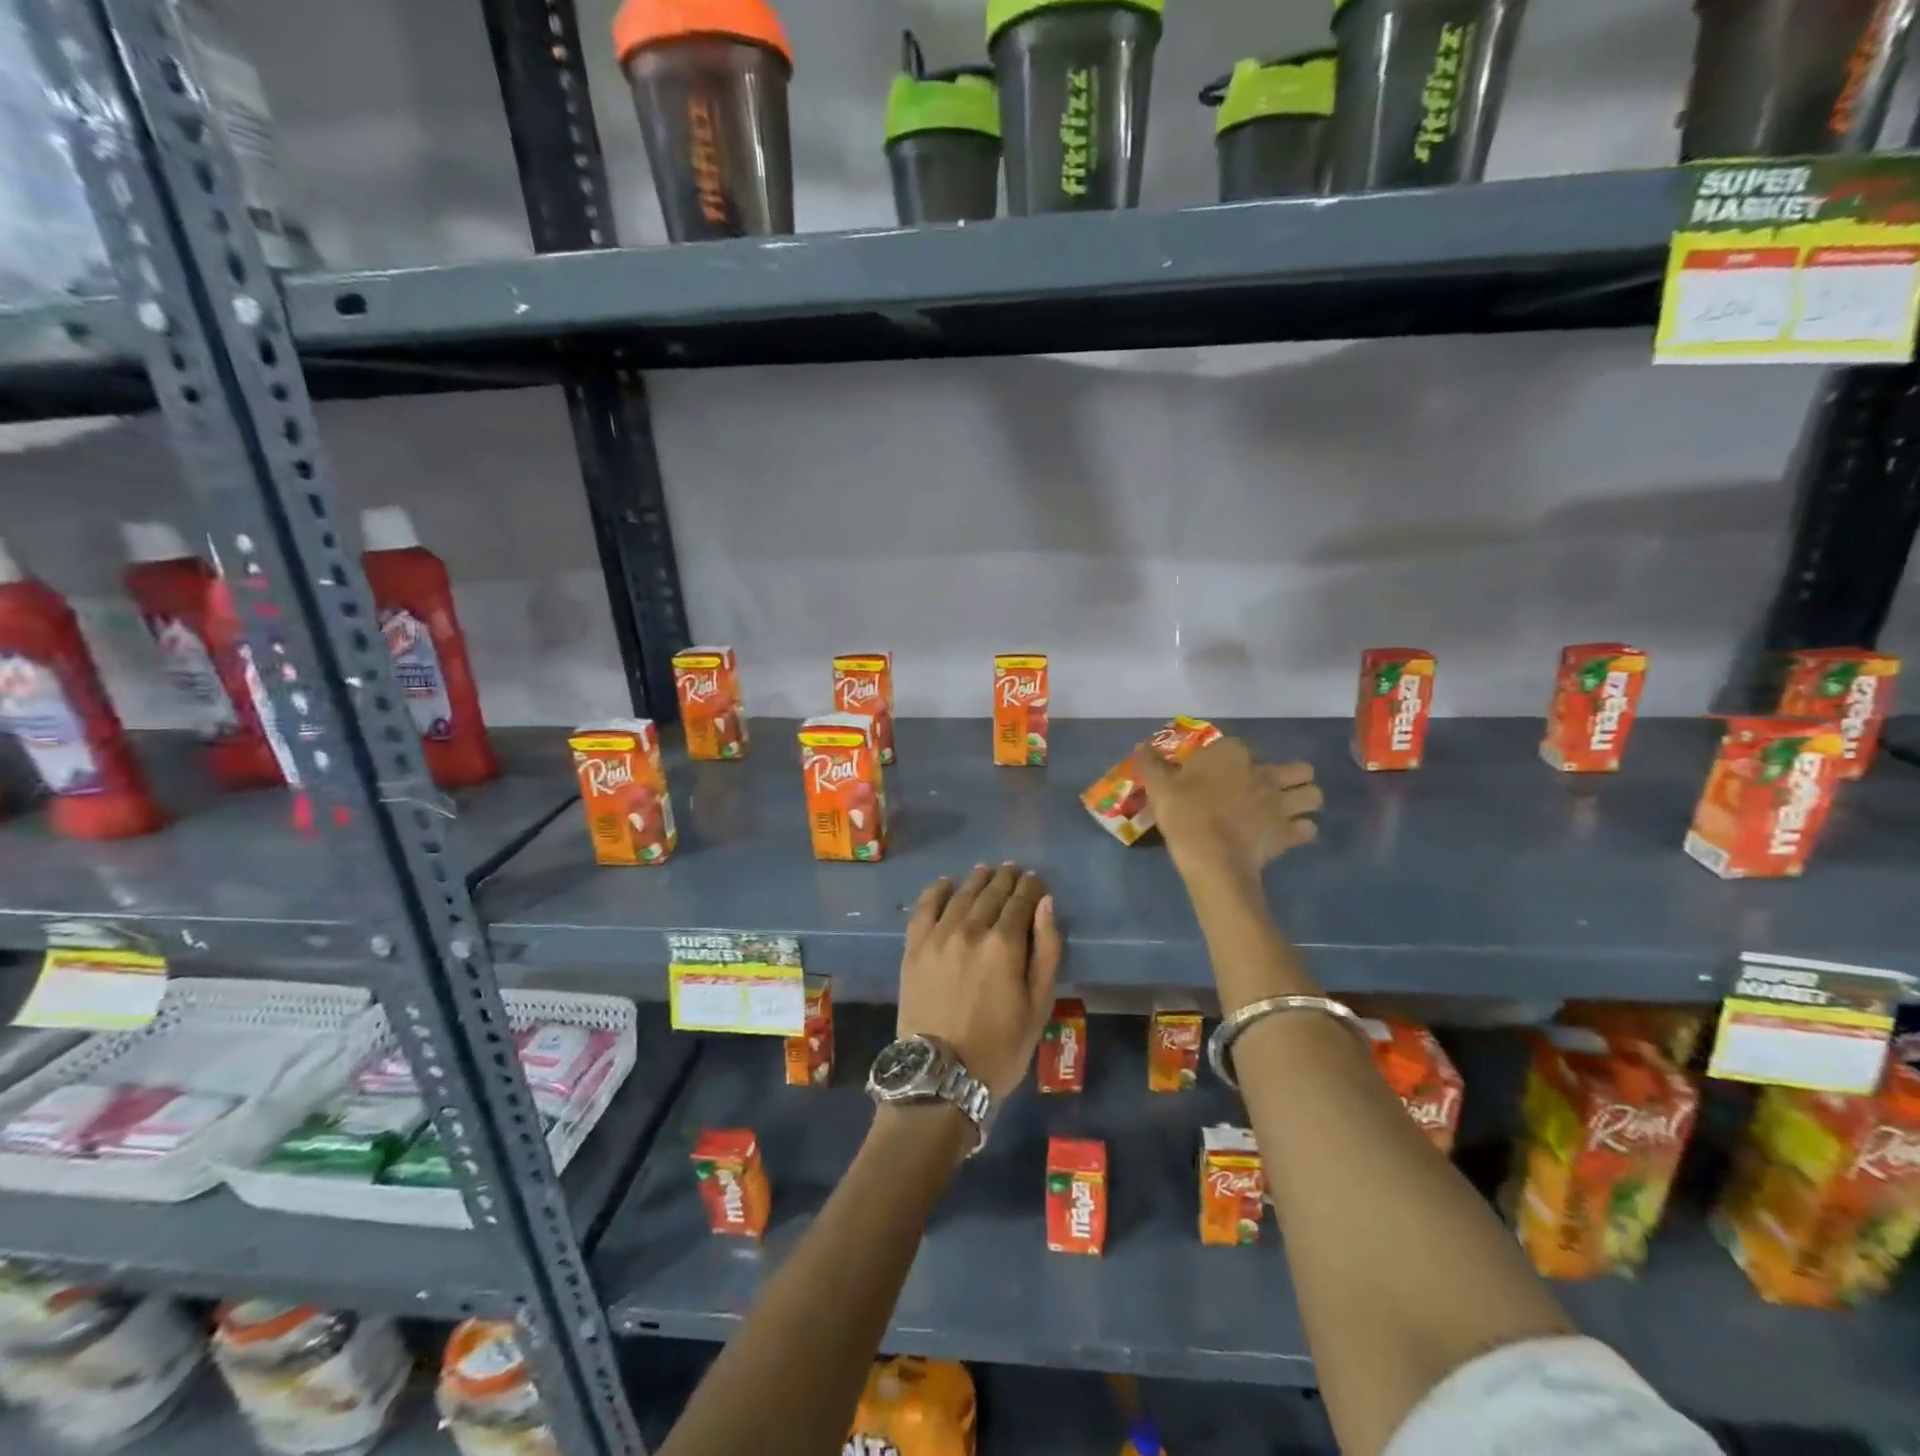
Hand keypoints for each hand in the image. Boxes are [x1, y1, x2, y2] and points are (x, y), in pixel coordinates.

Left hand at [897, 864, 1062, 1104]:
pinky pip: (924, 908)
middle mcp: (971, 929)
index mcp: (1005, 944)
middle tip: (1013, 871)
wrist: (941, 1076)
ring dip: (976, 881)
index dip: (1030, 887)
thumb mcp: (1039, 1005)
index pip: (1021, 902)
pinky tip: (945, 884)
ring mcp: (938, 936)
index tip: (1035, 880)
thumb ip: (1047, 950)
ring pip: (961, 896)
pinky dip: (936, 891)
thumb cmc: (1001, 1047)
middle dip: (1006, 880)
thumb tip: (1046, 904)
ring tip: (985, 871)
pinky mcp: (914, 947)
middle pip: (991, 894)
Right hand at [1134, 735, 1320, 880]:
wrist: (1210, 855)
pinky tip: (1285, 836)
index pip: (1240, 747)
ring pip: (1314, 795)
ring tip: (1286, 811)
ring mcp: (1281, 803)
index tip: (1216, 772)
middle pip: (1298, 769)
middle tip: (1270, 789)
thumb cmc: (1184, 814)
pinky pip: (1308, 830)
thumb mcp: (1159, 787)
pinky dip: (1301, 832)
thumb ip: (1151, 765)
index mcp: (1232, 755)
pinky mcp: (1289, 832)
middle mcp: (1264, 773)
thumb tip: (1141, 747)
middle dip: (1291, 777)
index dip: (1231, 758)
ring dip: (1304, 801)